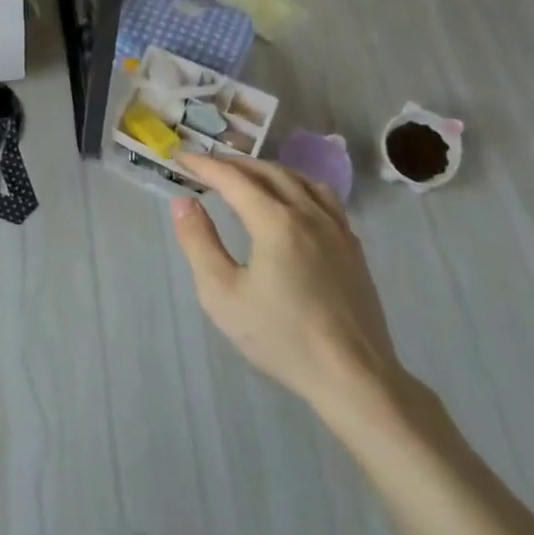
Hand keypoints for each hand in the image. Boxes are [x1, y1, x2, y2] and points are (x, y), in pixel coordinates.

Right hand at [171, 154, 416, 435]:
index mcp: (275, 221)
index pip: (232, 179)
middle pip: (267, 172)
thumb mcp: (223, 295)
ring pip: (298, 179)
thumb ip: (199, 243)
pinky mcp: (352, 246)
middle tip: (207, 166)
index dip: (204, 165)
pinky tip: (292, 201)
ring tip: (246, 176)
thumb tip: (182, 202)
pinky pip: (323, 197)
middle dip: (233, 164)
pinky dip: (297, 185)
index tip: (180, 157)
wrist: (353, 377)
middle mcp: (308, 213)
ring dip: (266, 170)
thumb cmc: (281, 338)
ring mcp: (336, 228)